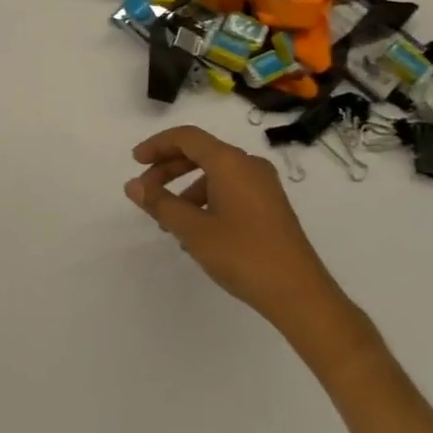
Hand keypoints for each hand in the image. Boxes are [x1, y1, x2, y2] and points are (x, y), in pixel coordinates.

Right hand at [125, 125, 336, 325]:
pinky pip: (230, 188)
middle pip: (200, 153)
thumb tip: (133, 185)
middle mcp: (248, 164)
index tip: (135, 162)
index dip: (157, 145)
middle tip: (145, 191)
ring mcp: (263, 185)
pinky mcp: (271, 205)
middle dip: (168, 168)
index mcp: (230, 162)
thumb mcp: (193, 230)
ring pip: (215, 173)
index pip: (186, 137)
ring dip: (186, 188)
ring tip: (168, 219)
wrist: (300, 294)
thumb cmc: (243, 255)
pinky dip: (207, 199)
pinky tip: (197, 230)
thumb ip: (160, 203)